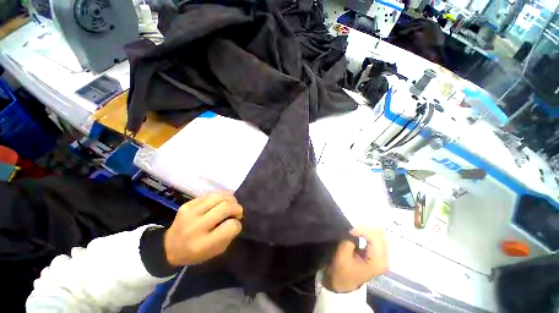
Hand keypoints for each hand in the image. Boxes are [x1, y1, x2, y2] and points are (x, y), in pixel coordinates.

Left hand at [164, 192, 242, 266]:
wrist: (169, 247)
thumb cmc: (196, 252)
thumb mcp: (216, 250)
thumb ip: (229, 234)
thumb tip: (235, 217)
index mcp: (203, 244)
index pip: (230, 226)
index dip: (237, 224)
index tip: (235, 224)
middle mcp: (195, 226)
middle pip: (226, 207)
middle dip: (237, 208)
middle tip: (237, 212)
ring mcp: (190, 212)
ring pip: (219, 196)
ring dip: (230, 199)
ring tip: (230, 204)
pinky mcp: (188, 203)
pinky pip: (211, 193)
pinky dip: (221, 196)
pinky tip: (221, 202)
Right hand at [324, 227, 388, 292]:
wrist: (343, 283)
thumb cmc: (342, 270)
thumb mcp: (342, 255)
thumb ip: (349, 240)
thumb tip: (353, 228)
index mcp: (377, 262)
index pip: (375, 238)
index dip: (362, 230)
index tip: (350, 230)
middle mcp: (385, 259)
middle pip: (380, 235)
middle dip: (367, 227)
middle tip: (354, 224)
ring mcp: (383, 257)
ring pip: (380, 235)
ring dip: (368, 229)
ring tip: (357, 226)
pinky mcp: (379, 255)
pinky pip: (378, 239)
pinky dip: (370, 233)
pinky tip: (362, 230)